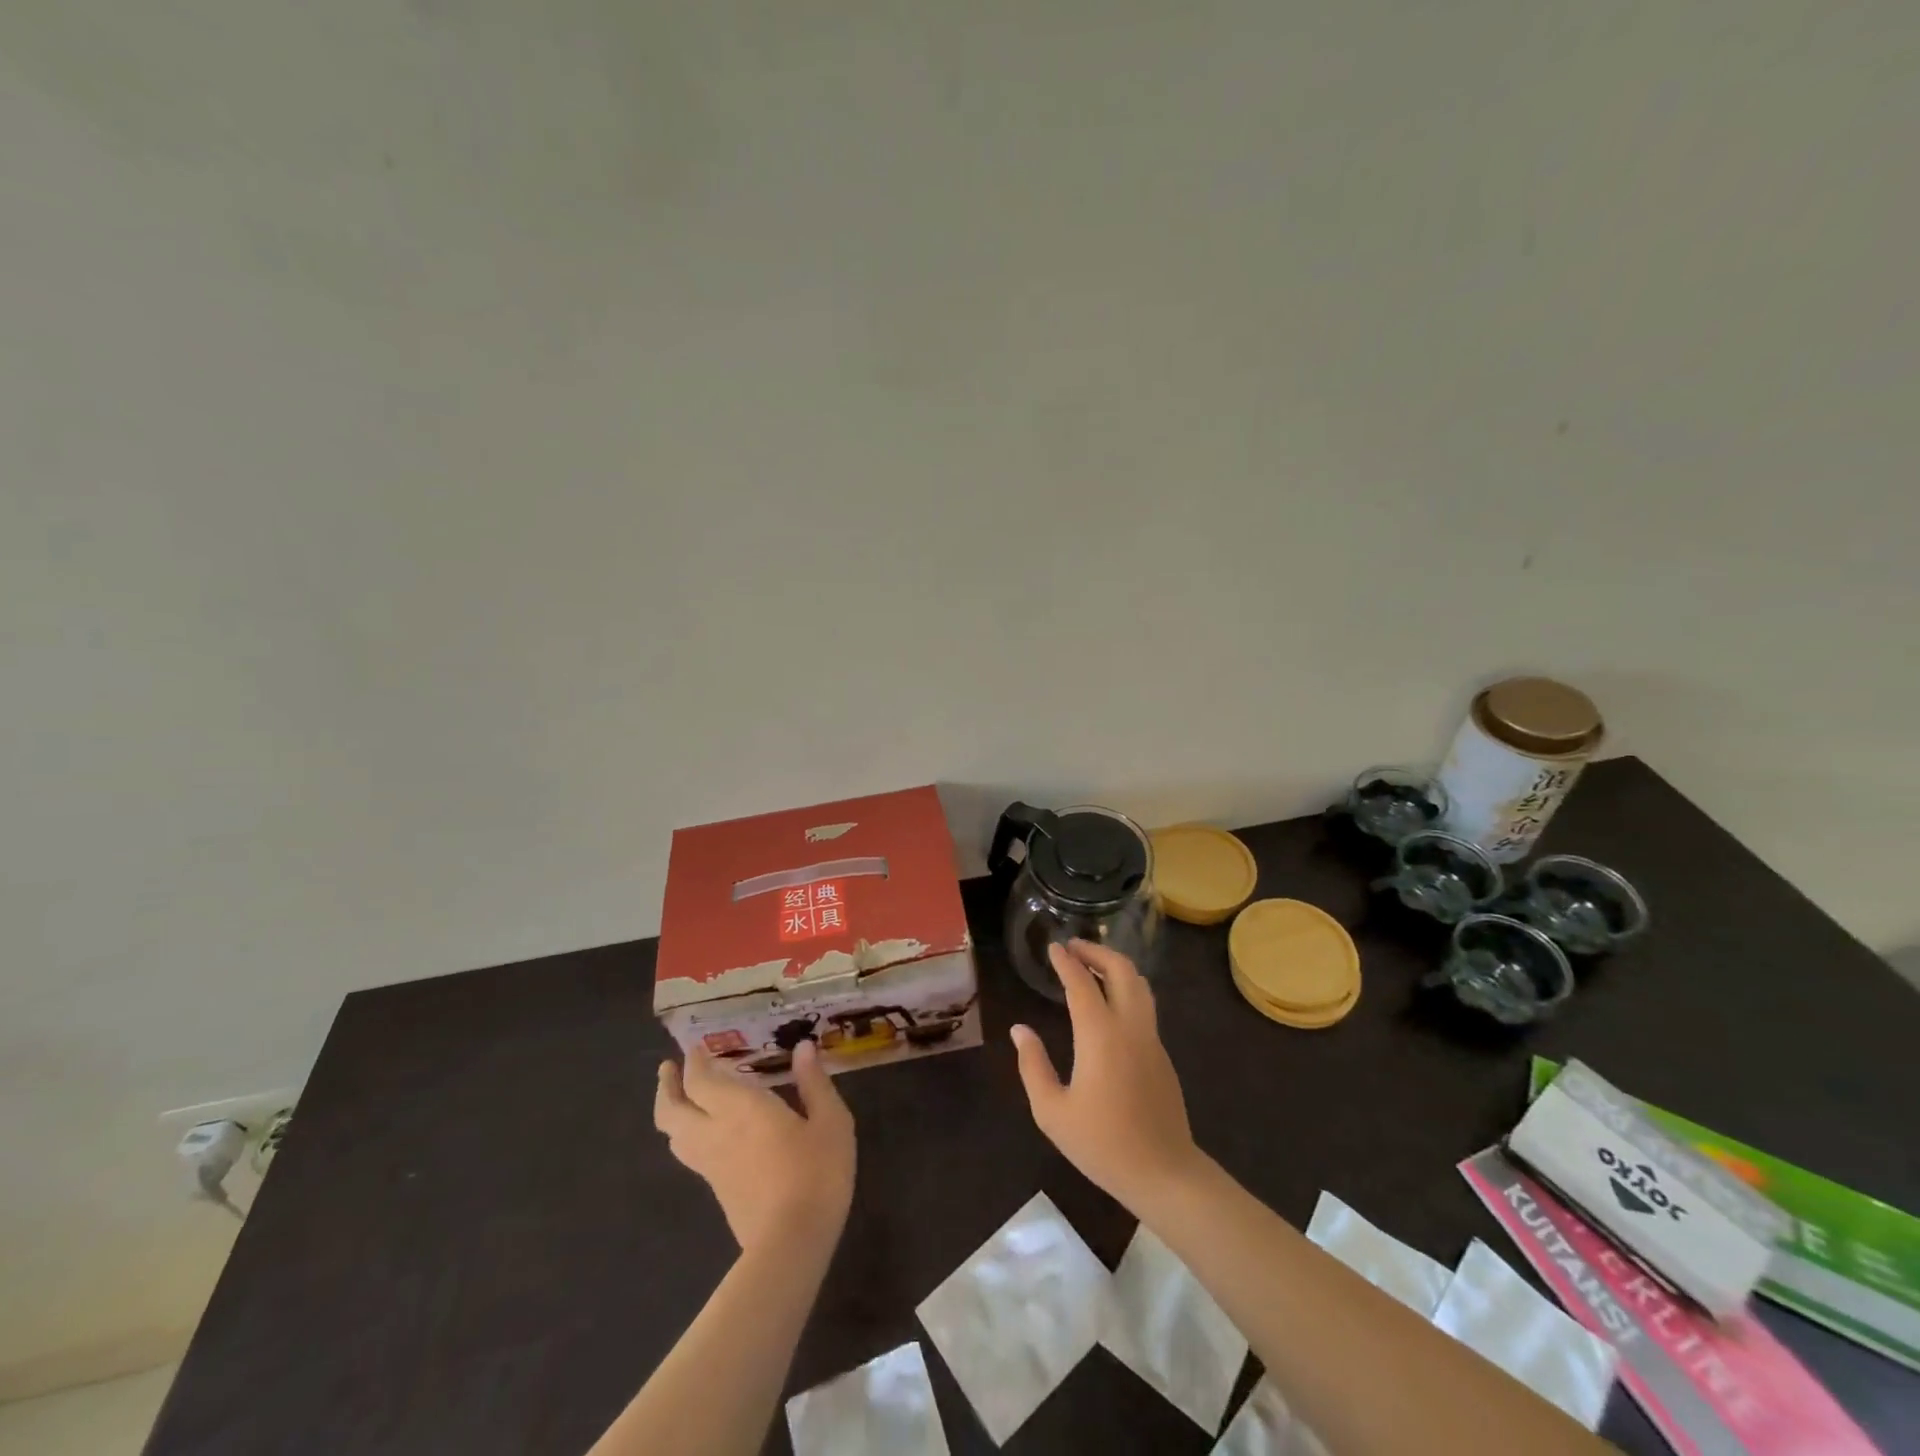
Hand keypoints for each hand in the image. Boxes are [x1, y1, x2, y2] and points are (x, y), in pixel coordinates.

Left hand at [654, 1040, 855, 1253]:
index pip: (700, 1080)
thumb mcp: (830, 1121)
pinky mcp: (717, 1190)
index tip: (695, 1046)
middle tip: (670, 1068)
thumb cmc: (816, 1172)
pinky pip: (689, 1154)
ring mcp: (711, 1166)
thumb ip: (814, 1083)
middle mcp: (715, 1132)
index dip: (694, 1062)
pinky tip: (706, 1132)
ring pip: (673, 1136)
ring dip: (671, 1112)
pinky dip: (686, 1134)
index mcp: (740, 1108)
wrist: (793, 1242)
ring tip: (680, 1098)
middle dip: (666, 1086)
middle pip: (672, 1110)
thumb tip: (804, 1048)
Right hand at [1011, 939, 1202, 1212]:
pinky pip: (1144, 1006)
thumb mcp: (1052, 1111)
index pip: (1081, 982)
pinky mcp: (1161, 1054)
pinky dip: (1126, 989)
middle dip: (1097, 951)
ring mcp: (1151, 1038)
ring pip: (1139, 984)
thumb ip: (1032, 1065)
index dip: (1066, 961)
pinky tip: (1109, 1003)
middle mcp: (1130, 1026)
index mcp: (1100, 1035)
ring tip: (1091, 967)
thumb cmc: (1102, 1144)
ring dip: (1115, 967)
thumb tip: (1020, 1030)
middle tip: (1074, 948)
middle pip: (1121, 969)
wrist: (1164, 1173)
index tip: (1053, 948)